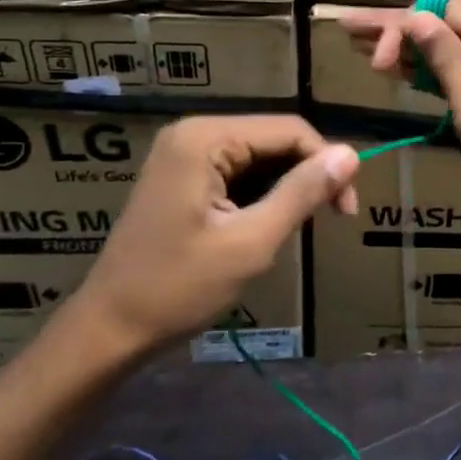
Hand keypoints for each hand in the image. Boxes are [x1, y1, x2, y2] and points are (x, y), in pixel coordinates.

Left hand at [67, 115, 358, 352]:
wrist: (109, 329)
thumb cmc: (178, 288)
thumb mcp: (251, 242)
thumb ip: (302, 193)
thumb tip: (352, 154)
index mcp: (206, 139)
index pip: (290, 130)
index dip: (327, 162)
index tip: (347, 210)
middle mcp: (194, 133)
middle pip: (275, 139)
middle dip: (308, 174)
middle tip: (332, 218)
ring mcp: (184, 154)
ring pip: (260, 156)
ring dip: (287, 186)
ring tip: (297, 227)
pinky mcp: (182, 176)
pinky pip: (238, 171)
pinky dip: (262, 194)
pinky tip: (268, 224)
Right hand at [341, 0, 460, 239]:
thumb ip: (446, 61)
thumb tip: (414, 17)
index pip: (441, 9)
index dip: (402, 25)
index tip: (373, 60)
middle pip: (443, 22)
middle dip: (396, 29)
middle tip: (347, 31)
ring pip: (451, 46)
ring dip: (410, 49)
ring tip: (362, 49)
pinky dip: (433, 71)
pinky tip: (402, 71)